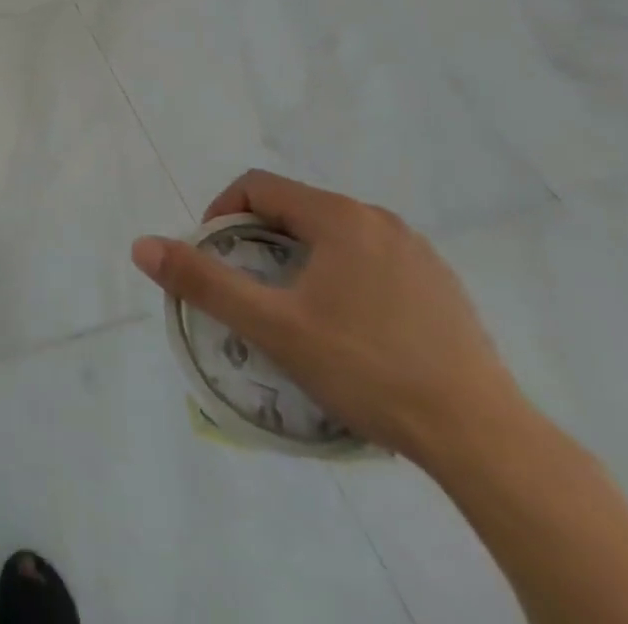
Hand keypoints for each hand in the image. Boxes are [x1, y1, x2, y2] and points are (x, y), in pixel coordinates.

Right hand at [132, 170, 523, 461]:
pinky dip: (344, 279)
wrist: (486, 441)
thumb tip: (140, 245)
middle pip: (295, 210)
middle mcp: (379, 220)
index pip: (257, 187)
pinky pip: (373, 263)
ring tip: (294, 311)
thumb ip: (203, 282)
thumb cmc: (368, 369)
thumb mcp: (272, 326)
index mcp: (338, 216)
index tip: (214, 257)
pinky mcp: (444, 289)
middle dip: (260, 241)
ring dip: (301, 261)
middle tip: (249, 290)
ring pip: (335, 238)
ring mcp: (419, 254)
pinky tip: (352, 331)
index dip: (222, 213)